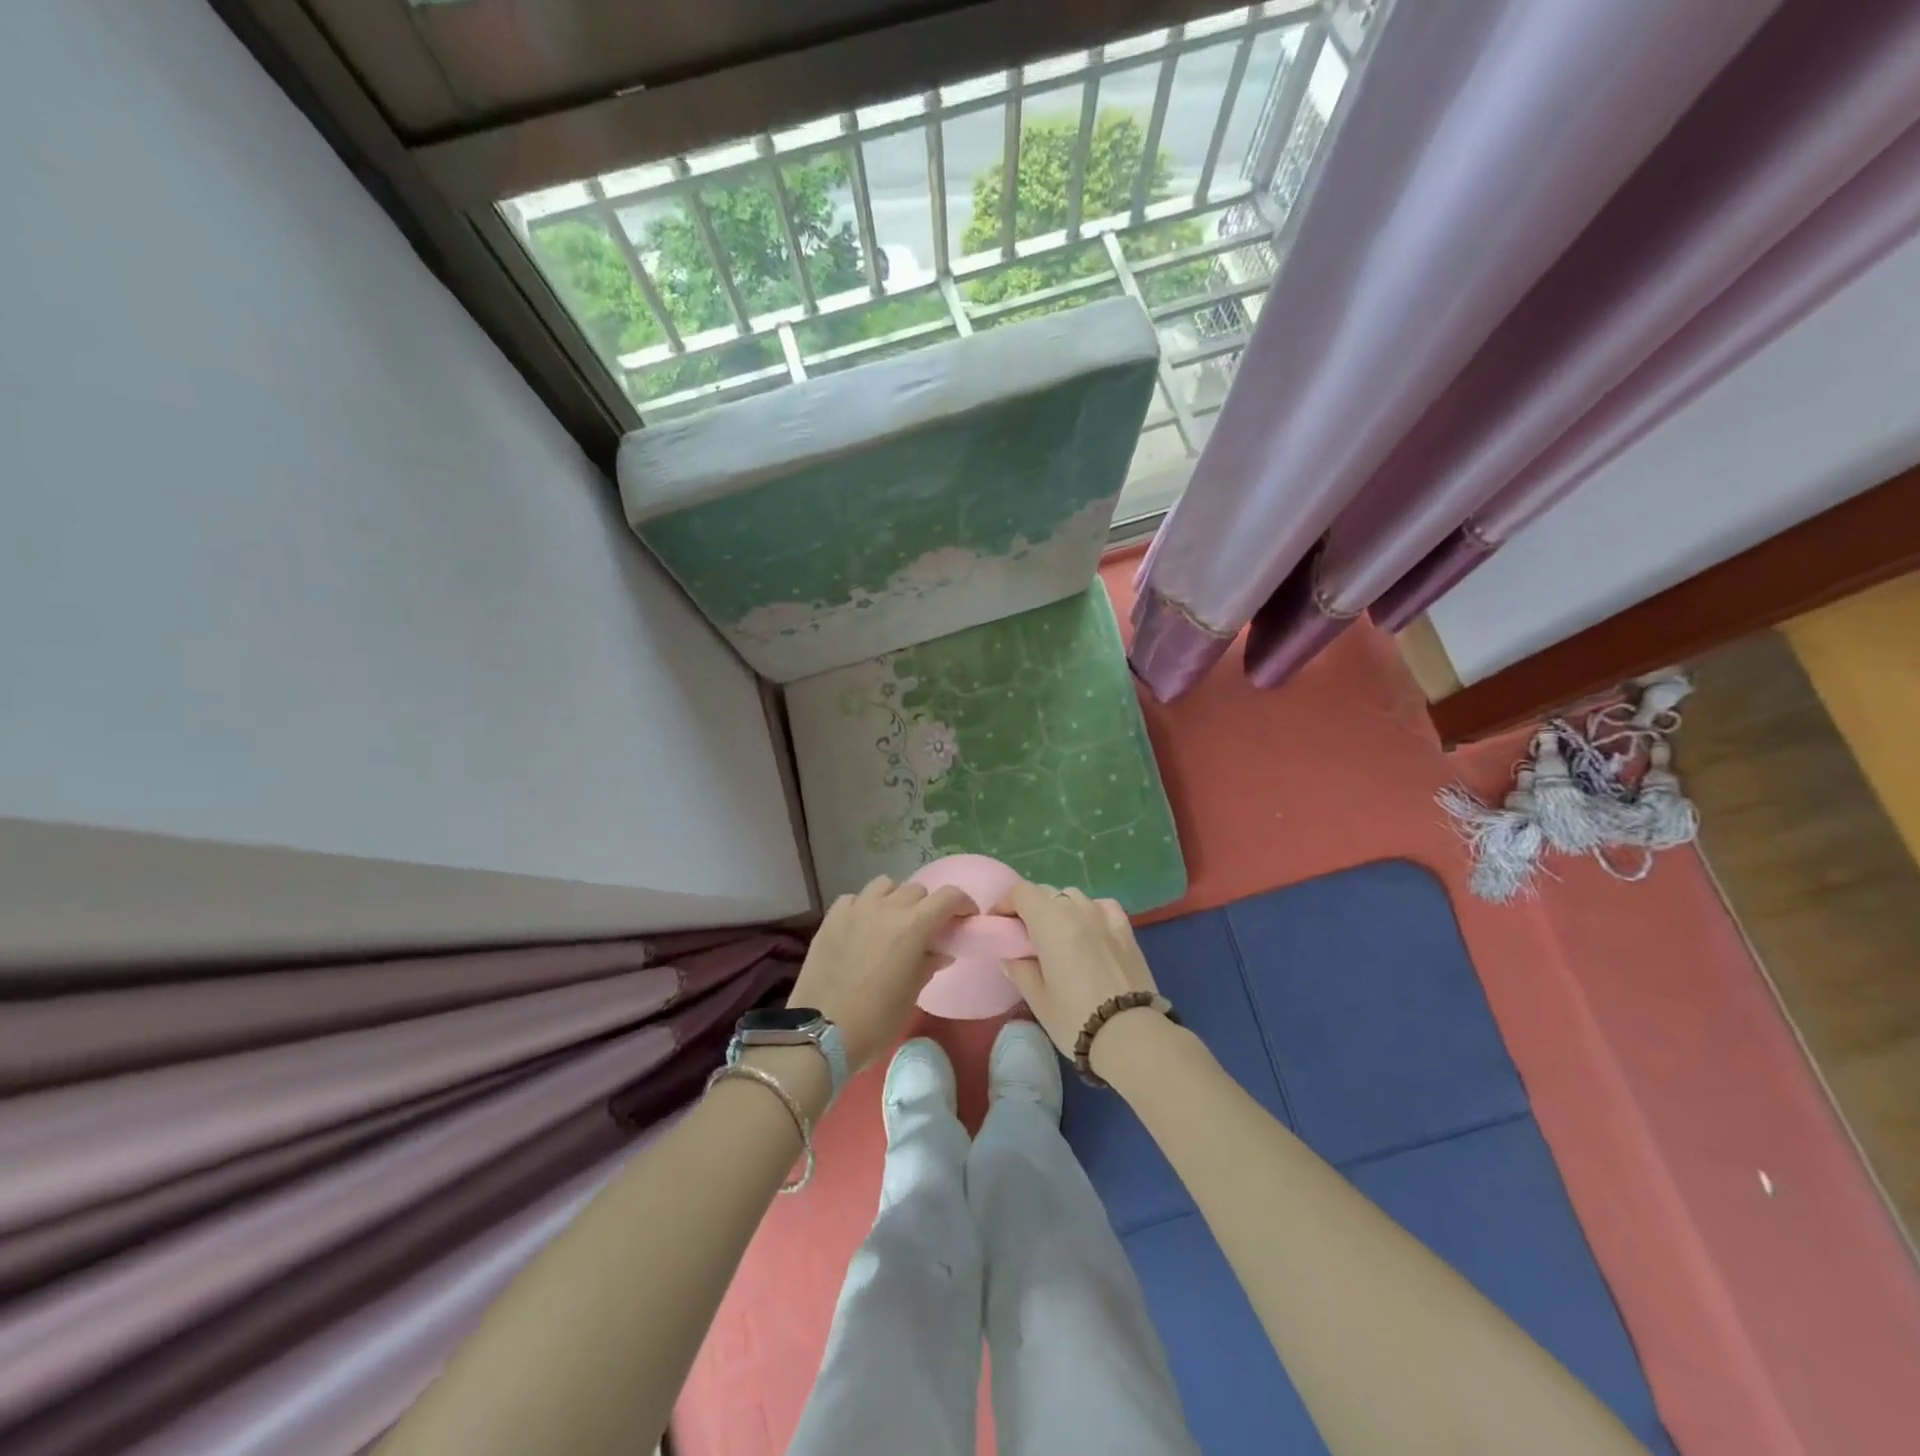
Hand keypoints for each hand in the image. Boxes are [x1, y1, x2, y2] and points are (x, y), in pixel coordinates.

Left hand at [788, 876, 975, 1071]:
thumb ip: (928, 964)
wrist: (821, 1032)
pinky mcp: (831, 918)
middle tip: (927, 930)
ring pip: (885, 885)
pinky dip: (864, 906)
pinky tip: (862, 927)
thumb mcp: (911, 995)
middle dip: (928, 906)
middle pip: (917, 890)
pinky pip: (854, 898)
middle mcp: (886, 908)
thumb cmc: (875, 1020)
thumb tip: (940, 951)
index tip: (965, 919)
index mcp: (913, 926)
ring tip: (893, 922)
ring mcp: (856, 909)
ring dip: (896, 898)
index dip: (962, 904)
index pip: (948, 897)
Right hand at [998, 884, 1160, 1057]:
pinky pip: (1101, 907)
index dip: (1005, 903)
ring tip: (1058, 936)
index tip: (999, 924)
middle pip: (1046, 893)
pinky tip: (1090, 931)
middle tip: (1025, 936)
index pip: (1021, 892)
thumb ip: (1020, 970)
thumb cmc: (1075, 1017)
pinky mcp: (1127, 929)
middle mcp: (1077, 909)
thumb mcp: (1038, 999)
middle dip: (1030, 908)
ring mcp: (1105, 916)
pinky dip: (1089, 912)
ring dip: (1060, 909)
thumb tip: (1011, 957)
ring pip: (1074, 898)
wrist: (1132, 1035)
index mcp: (1050, 921)